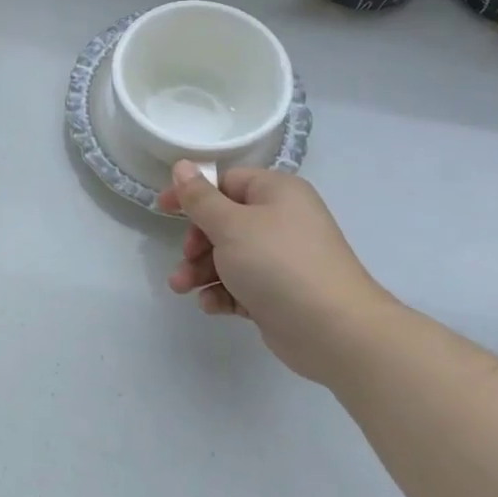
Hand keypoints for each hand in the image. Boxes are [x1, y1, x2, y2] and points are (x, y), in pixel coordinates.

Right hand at [159, 163, 394, 385]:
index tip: (163, 209)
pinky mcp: (280, 294)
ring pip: (229, 256)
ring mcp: (282, 259)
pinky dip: (223, 293)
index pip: (226, 182)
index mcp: (276, 192)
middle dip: (197, 242)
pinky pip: (242, 285)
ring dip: (201, 271)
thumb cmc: (278, 264)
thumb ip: (201, 198)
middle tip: (186, 258)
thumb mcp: (231, 225)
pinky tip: (211, 306)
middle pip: (224, 222)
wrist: (334, 331)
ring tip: (181, 287)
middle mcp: (282, 220)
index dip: (193, 194)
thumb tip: (182, 165)